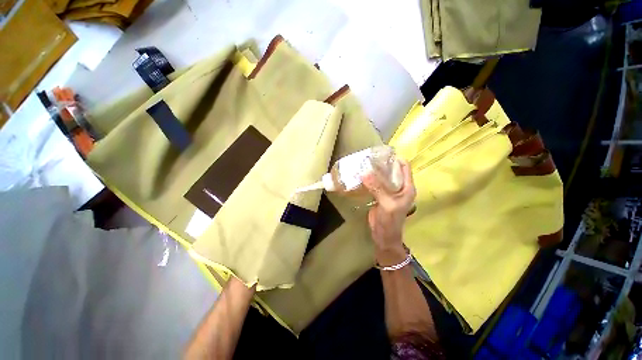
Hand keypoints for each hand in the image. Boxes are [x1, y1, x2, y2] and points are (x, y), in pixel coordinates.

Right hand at [361, 159, 415, 265]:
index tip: (383, 153)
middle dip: (383, 164)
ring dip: (375, 171)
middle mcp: (399, 187)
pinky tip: (362, 176)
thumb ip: (377, 188)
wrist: (384, 236)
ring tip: (364, 164)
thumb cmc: (390, 221)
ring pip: (383, 177)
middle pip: (393, 170)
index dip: (396, 159)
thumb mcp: (386, 204)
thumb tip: (365, 174)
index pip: (404, 167)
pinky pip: (376, 184)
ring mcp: (389, 191)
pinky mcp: (380, 195)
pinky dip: (370, 179)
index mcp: (407, 188)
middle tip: (370, 157)